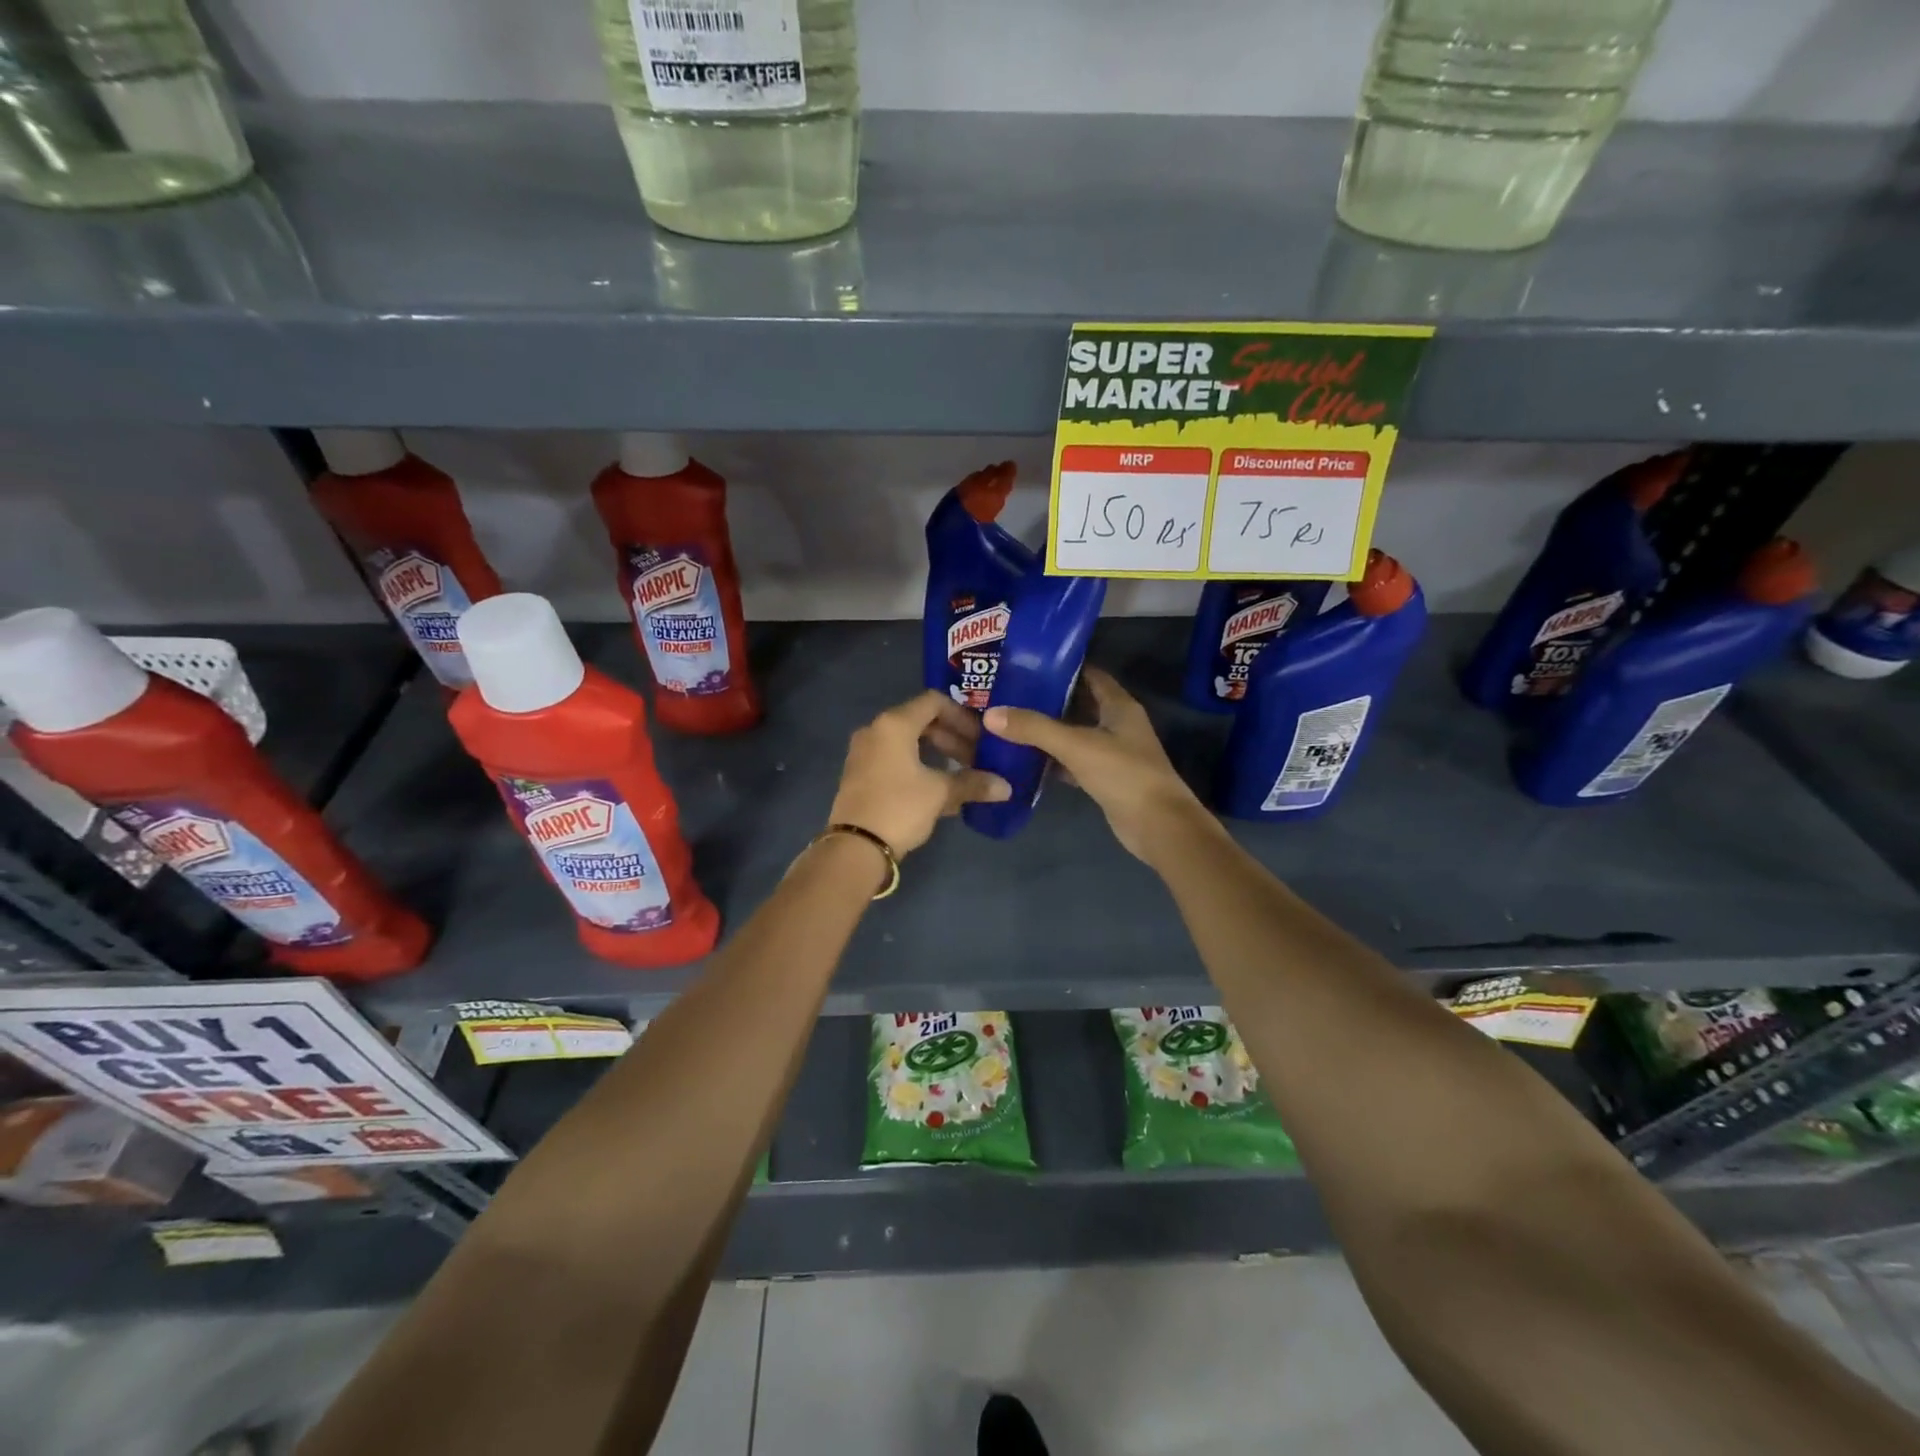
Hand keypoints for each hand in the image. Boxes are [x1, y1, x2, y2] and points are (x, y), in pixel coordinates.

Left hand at [828, 690, 1010, 854]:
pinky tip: (940, 791)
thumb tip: (1006, 787)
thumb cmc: (899, 807)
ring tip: (962, 775)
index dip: (962, 716)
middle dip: (953, 739)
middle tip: (976, 759)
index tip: (981, 737)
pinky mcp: (861, 776)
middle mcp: (876, 731)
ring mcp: (865, 753)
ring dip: (938, 755)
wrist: (855, 847)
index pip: (934, 702)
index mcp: (894, 724)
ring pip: (909, 743)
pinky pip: (896, 760)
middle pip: (921, 722)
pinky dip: (920, 767)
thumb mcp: (940, 793)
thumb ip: (973, 784)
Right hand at [984, 668, 1217, 864]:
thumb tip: (991, 714)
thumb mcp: (1076, 745)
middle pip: (1078, 703)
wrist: (1157, 825)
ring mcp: (1112, 752)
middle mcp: (1117, 724)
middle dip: (1046, 699)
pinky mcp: (1105, 778)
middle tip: (1008, 694)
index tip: (1026, 666)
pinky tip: (1024, 759)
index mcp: (1119, 705)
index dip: (1061, 667)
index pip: (1089, 674)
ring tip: (1009, 722)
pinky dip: (1053, 759)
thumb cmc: (1123, 774)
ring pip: (1074, 734)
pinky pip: (1073, 761)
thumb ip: (1034, 728)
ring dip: (1047, 731)